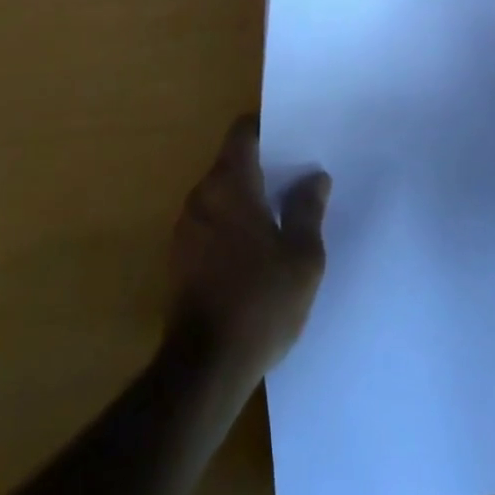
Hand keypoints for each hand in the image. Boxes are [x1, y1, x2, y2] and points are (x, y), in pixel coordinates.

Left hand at [167, 115, 330, 381]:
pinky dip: (231, 224)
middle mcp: (202, 192)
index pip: (243, 131)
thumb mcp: (301, 258)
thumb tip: (314, 177)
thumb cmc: (260, 302)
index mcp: (230, 182)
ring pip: (221, 193)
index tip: (292, 139)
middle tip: (295, 181)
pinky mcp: (180, 255)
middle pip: (232, 161)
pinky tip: (254, 252)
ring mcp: (186, 224)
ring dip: (246, 198)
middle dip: (262, 167)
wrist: (205, 366)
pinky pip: (210, 221)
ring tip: (279, 217)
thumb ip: (308, 210)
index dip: (266, 129)